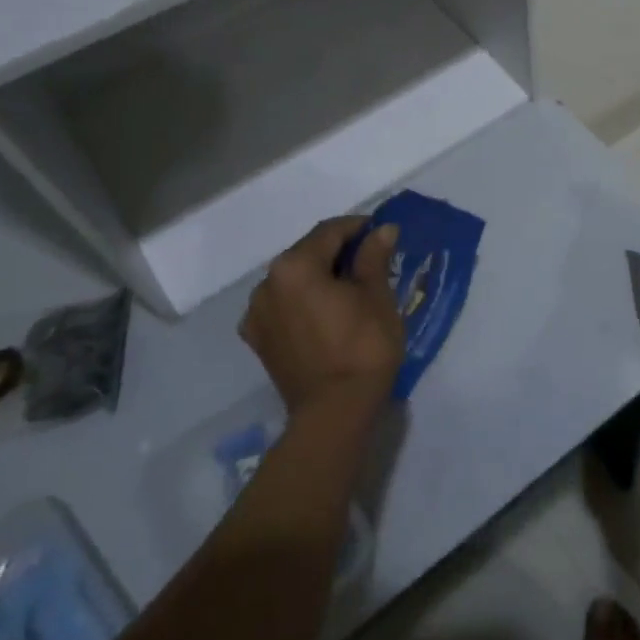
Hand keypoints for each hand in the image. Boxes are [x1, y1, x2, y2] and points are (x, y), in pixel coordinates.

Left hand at [239, 216, 405, 433]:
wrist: (335, 412)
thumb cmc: (363, 347)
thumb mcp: (377, 297)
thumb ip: (374, 257)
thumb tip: (382, 229)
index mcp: (294, 266)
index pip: (329, 232)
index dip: (358, 227)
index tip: (381, 231)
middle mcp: (266, 283)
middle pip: (307, 254)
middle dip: (338, 253)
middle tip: (371, 261)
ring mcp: (257, 314)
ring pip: (293, 281)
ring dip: (319, 277)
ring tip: (349, 290)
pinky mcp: (259, 340)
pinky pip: (283, 306)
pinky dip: (304, 302)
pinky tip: (326, 313)